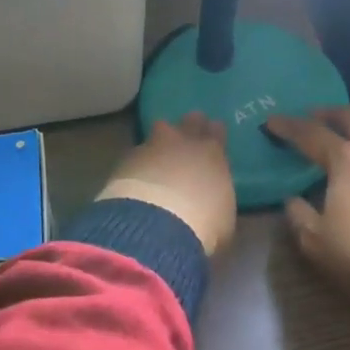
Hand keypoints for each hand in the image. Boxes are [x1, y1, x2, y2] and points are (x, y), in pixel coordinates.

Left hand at [99, 113, 237, 256]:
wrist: (157, 227)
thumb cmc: (203, 226)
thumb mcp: (223, 218)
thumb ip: (218, 198)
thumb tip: (212, 200)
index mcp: (213, 154)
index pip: (217, 131)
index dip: (214, 132)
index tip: (213, 136)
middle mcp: (184, 142)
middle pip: (189, 122)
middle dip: (190, 126)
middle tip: (187, 137)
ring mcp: (153, 147)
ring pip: (159, 130)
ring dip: (161, 140)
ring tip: (159, 154)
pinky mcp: (126, 160)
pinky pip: (137, 153)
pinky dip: (139, 162)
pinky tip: (137, 176)